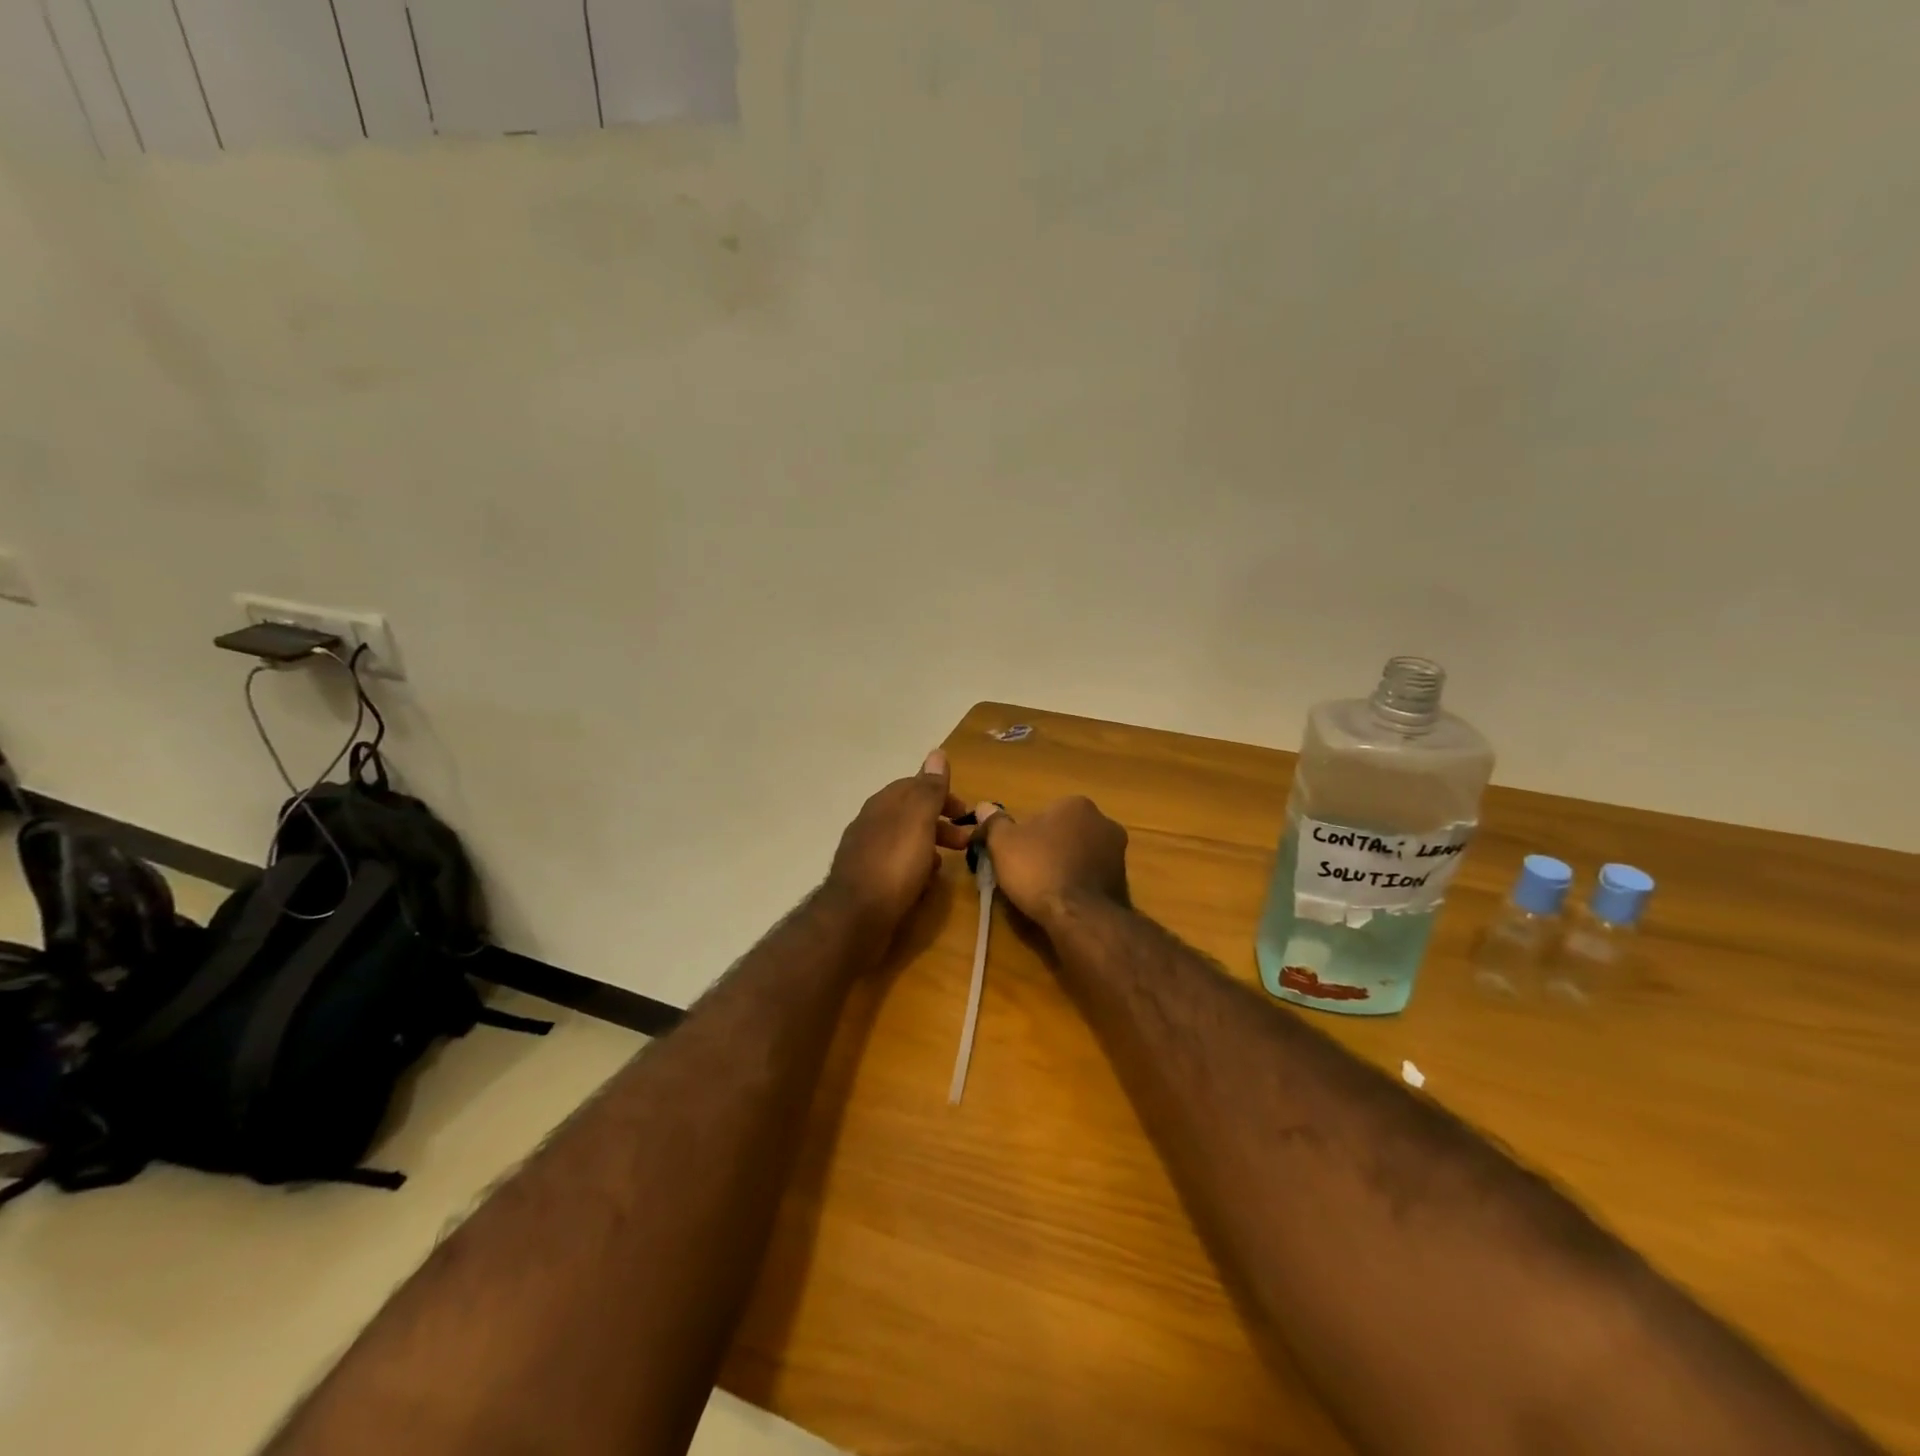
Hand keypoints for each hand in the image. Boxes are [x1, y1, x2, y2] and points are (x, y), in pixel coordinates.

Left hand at [825, 750, 972, 937]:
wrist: (856, 917)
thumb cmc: (894, 864)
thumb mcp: (918, 820)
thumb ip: (929, 789)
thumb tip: (937, 752)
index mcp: (883, 804)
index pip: (915, 786)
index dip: (942, 794)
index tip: (965, 811)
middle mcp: (871, 823)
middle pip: (911, 814)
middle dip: (941, 822)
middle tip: (967, 840)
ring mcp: (867, 853)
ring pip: (905, 840)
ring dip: (931, 845)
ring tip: (950, 862)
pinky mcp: (867, 881)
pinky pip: (897, 866)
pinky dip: (916, 867)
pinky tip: (926, 882)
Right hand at [973, 796, 1129, 928]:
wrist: (1080, 916)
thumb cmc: (1039, 869)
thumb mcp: (1003, 843)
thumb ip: (994, 822)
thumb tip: (983, 806)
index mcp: (1077, 804)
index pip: (1045, 814)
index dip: (1026, 835)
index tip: (1014, 855)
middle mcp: (1104, 822)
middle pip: (1065, 833)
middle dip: (1049, 849)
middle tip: (1028, 873)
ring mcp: (1118, 853)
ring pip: (1081, 856)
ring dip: (1066, 867)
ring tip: (1045, 892)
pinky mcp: (1124, 882)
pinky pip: (1092, 878)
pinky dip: (1079, 886)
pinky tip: (1064, 902)